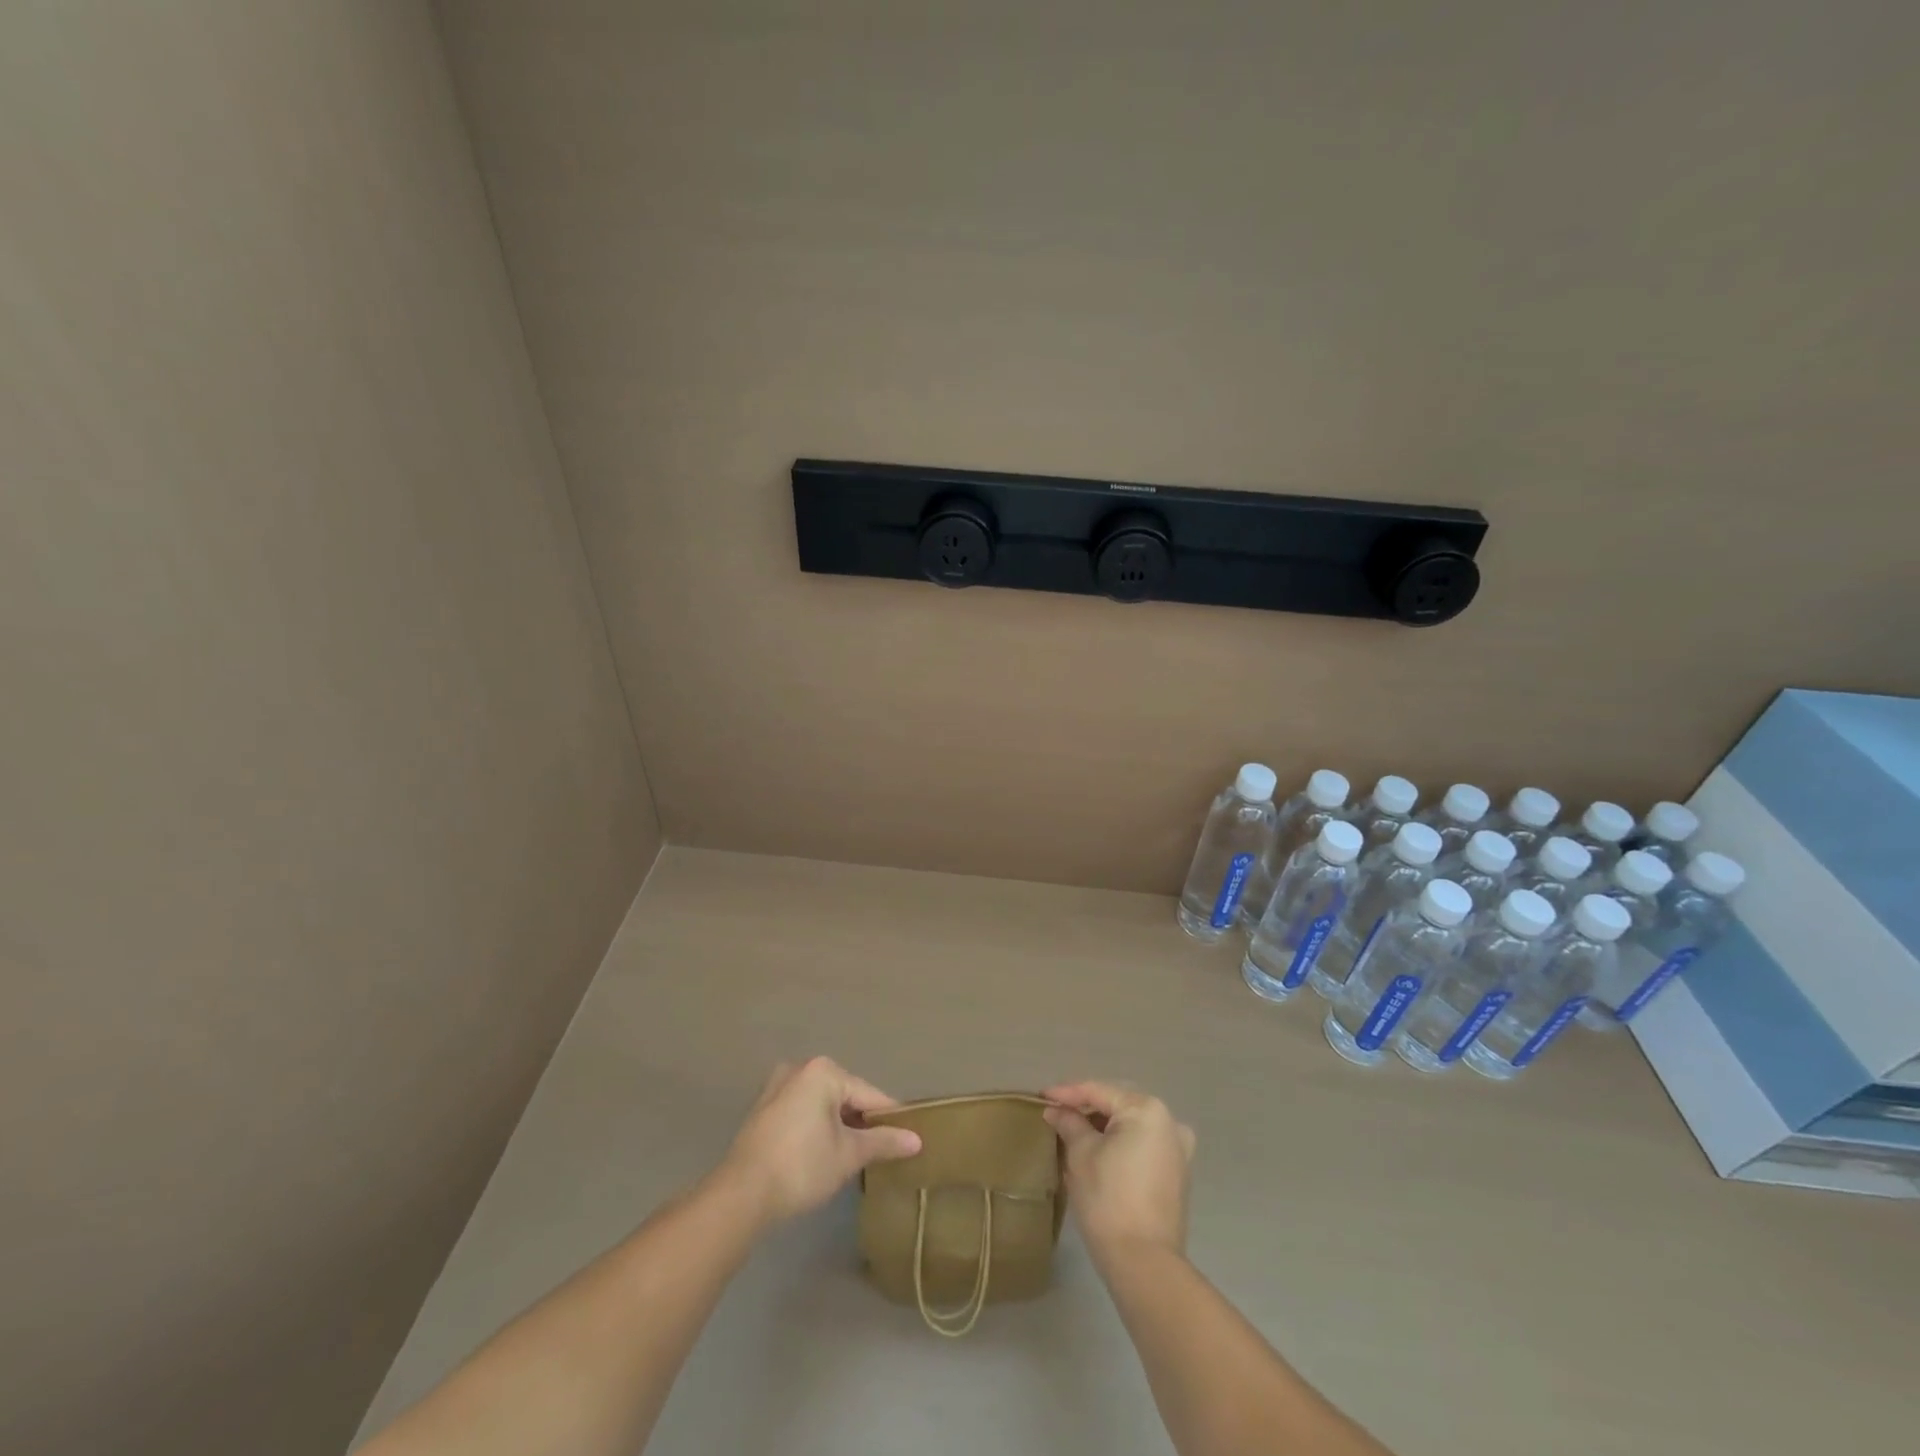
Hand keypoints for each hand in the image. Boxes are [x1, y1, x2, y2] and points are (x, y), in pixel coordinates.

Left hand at [720, 1058, 921, 1224]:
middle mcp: (800, 1069)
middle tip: (881, 1151)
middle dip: (862, 1122)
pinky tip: (824, 1153)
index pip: (869, 1095)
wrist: (741, 1195)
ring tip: (856, 1155)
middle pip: (845, 1096)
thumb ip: (883, 1142)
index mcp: (824, 1071)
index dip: (890, 1119)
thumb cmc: (802, 1166)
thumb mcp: (849, 1155)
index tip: (909, 1138)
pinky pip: (802, 1111)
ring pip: (822, 1104)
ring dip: (839, 1125)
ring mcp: (777, 1087)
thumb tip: (916, 1140)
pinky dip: (817, 1127)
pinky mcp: (763, 1109)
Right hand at [1043, 1081, 1194, 1262]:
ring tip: (1072, 1131)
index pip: (1099, 1092)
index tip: (1042, 1096)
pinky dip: (1119, 1144)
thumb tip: (1056, 1110)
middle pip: (1117, 1105)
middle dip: (1086, 1109)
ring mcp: (1177, 1149)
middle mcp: (1169, 1122)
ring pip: (1131, 1126)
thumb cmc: (1108, 1200)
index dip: (1067, 1093)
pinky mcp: (1177, 1174)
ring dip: (1102, 1127)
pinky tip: (1096, 1151)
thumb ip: (1069, 1123)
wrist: (1144, 1264)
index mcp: (1147, 1110)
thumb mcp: (1081, 1155)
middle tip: (1056, 1113)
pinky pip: (1142, 1145)